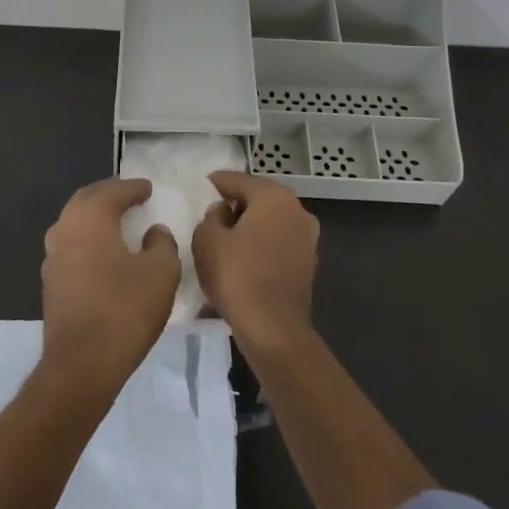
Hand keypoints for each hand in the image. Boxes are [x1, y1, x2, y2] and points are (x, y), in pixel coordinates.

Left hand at [40, 178, 180, 390]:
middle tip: (129, 195)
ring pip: (74, 222)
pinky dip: (87, 239)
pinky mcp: (50, 281)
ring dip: (94, 216)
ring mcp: (52, 256)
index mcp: (90, 218)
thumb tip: (154, 232)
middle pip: (86, 200)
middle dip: (108, 194)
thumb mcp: (161, 273)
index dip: (133, 187)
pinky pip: (70, 246)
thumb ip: (162, 244)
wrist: (82, 363)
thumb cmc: (124, 310)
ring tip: (116, 220)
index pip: (113, 191)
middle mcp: (65, 229)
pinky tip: (102, 252)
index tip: (147, 187)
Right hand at [192, 171, 319, 349]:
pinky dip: (260, 246)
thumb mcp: (207, 239)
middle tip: (209, 215)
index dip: (215, 183)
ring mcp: (307, 238)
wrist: (273, 329)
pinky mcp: (308, 264)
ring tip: (223, 240)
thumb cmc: (236, 276)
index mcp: (274, 197)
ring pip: (269, 223)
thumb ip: (211, 216)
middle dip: (234, 205)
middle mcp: (297, 210)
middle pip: (258, 199)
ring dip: (249, 227)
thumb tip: (223, 212)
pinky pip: (277, 244)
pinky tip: (242, 260)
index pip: (238, 180)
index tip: (200, 186)